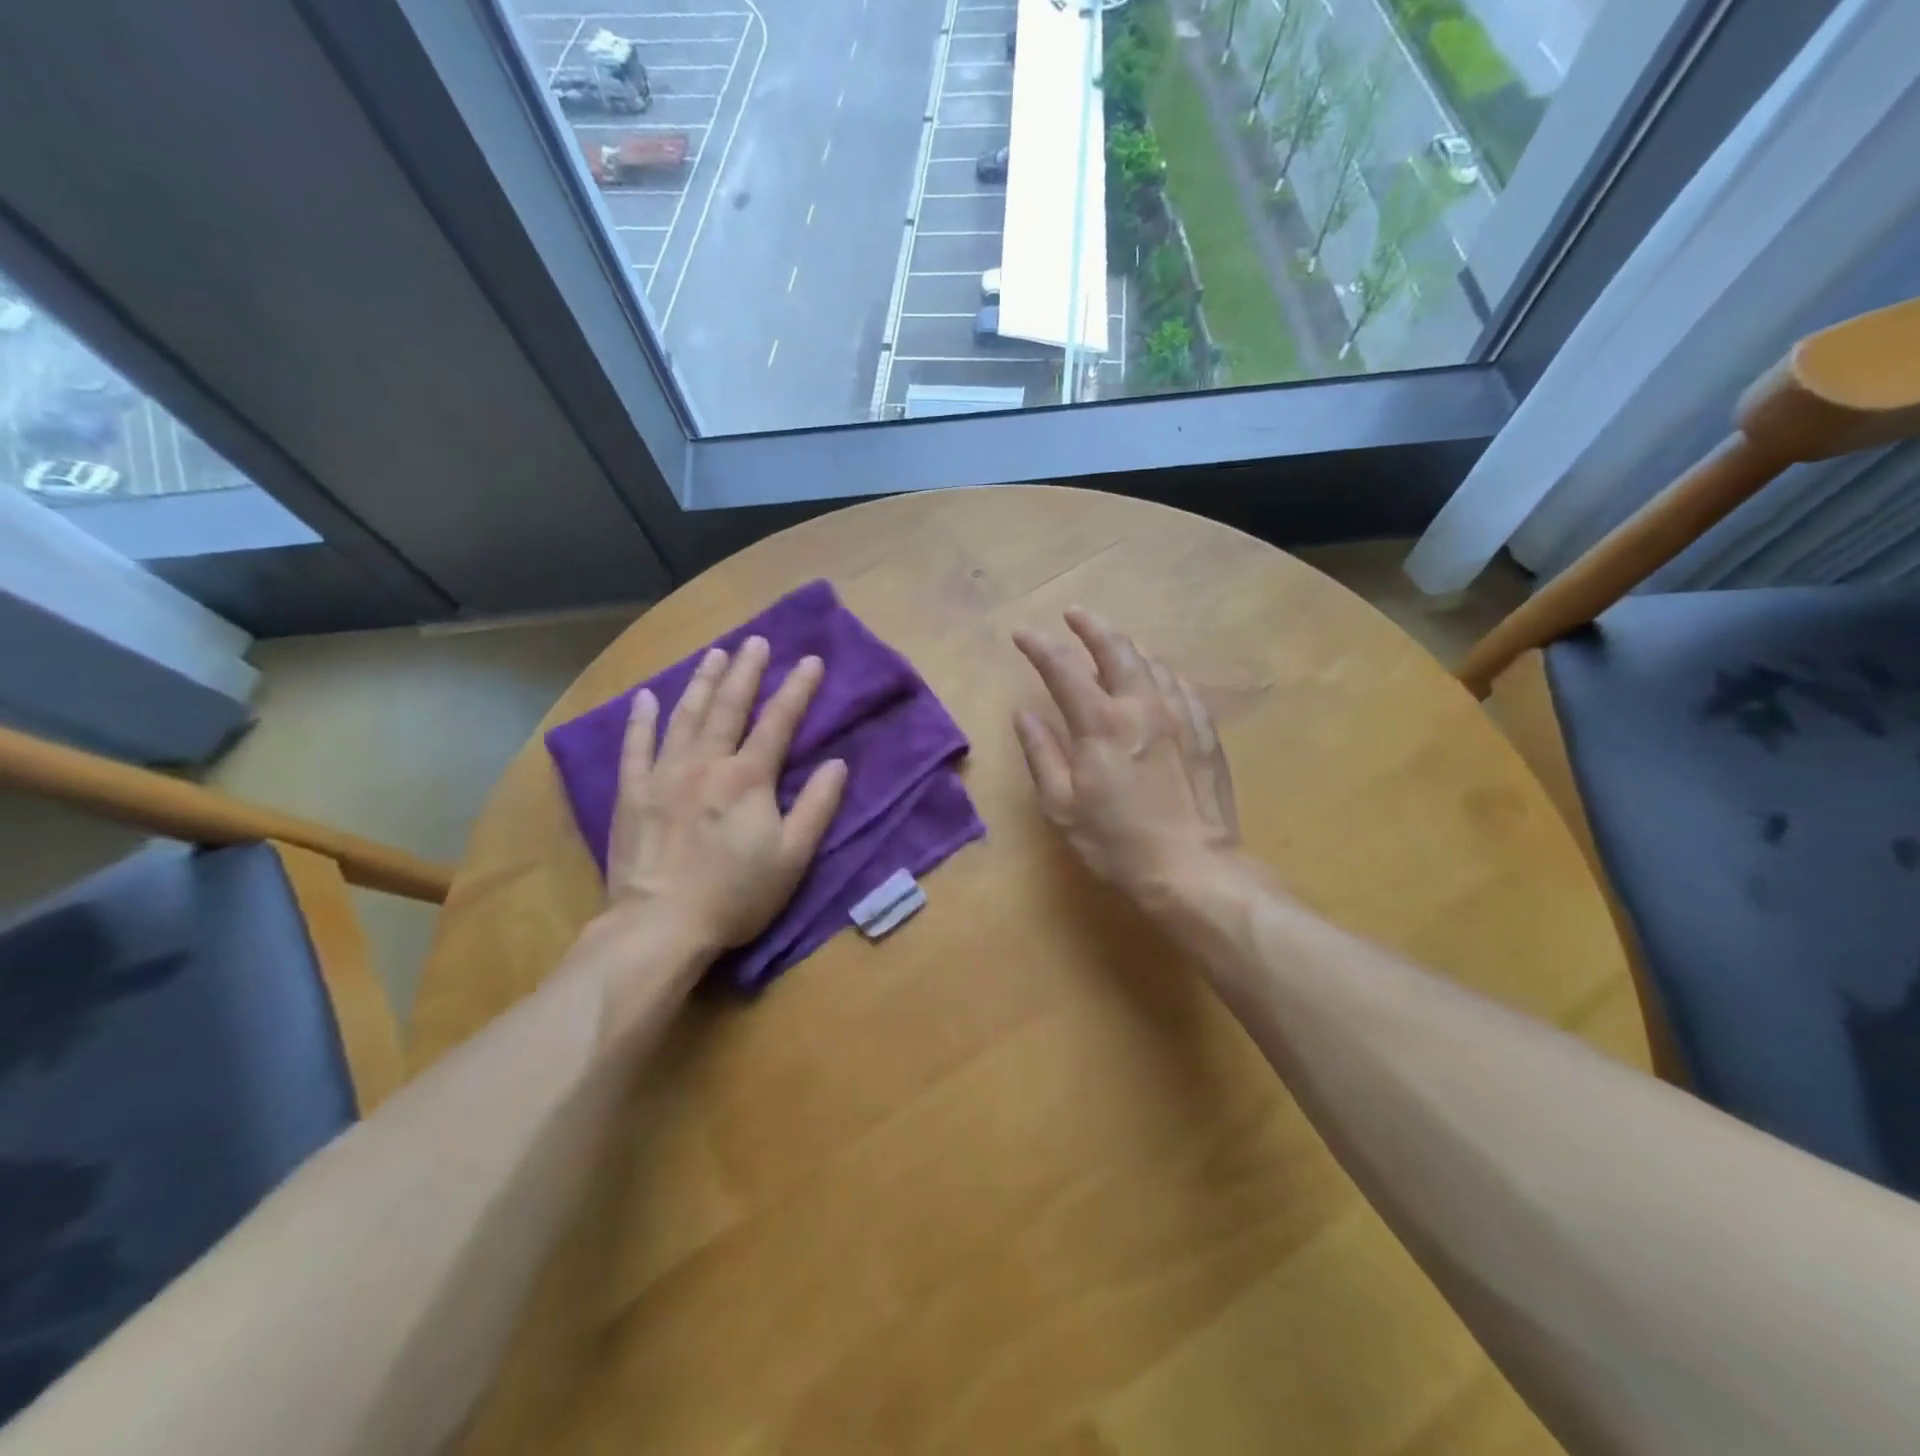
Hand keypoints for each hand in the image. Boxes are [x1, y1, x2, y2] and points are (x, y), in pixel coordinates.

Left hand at [605, 637, 847, 955]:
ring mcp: (664, 775)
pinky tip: (646, 698)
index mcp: (748, 778)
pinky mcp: (632, 793)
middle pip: (728, 707)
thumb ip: (817, 807)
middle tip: (756, 641)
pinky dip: (641, 719)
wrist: (660, 925)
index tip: (811, 659)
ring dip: (701, 682)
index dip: (797, 689)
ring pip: (685, 716)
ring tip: (714, 654)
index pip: (779, 722)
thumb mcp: (792, 857)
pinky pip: (635, 747)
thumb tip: (837, 764)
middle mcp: (706, 763)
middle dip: (746, 671)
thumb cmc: (735, 895)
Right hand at [1012, 609, 1239, 902]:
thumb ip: (1042, 753)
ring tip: (1112, 641)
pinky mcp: (1205, 731)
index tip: (1022, 634)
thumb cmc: (1117, 842)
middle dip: (1091, 625)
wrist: (1193, 868)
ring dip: (1127, 645)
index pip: (1063, 669)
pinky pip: (1182, 686)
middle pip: (1116, 648)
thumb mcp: (1062, 805)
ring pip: (1152, 662)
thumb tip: (1025, 714)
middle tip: (1074, 614)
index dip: (1040, 646)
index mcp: (1101, 723)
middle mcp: (1141, 706)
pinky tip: (1158, 677)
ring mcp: (1180, 715)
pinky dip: (1161, 672)